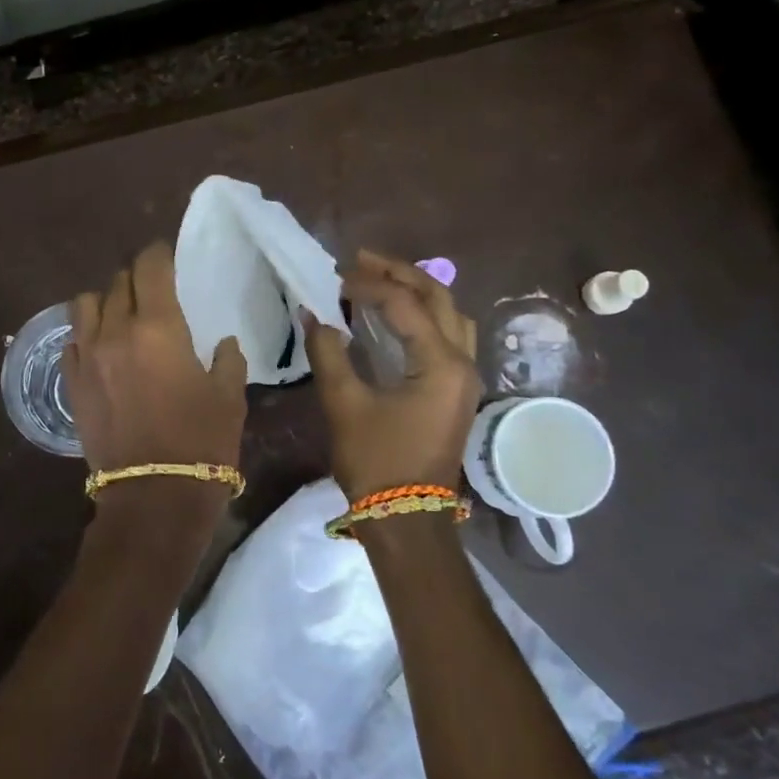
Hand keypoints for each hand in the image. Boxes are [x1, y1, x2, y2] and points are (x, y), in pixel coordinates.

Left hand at [63, 241, 247, 482]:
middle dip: (138, 277)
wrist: (153, 495)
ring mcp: (87, 356)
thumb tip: (223, 344)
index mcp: (159, 327)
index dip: (159, 253)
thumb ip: (228, 360)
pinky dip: (87, 332)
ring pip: (86, 304)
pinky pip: (72, 339)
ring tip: (122, 313)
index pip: (151, 267)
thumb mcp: (229, 397)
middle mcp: (116, 332)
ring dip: (106, 300)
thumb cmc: (201, 443)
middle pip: (119, 282)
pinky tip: (102, 346)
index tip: (166, 254)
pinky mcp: (71, 382)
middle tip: (153, 288)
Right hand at [304, 250, 482, 501]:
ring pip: (449, 314)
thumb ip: (328, 353)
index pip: (404, 305)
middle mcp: (463, 362)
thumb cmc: (376, 461)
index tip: (334, 279)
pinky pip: (448, 335)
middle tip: (360, 260)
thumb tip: (312, 315)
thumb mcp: (345, 404)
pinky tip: (396, 316)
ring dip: (417, 290)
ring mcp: (465, 377)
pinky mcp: (456, 389)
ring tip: (380, 280)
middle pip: (438, 297)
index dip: (367, 285)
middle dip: (399, 273)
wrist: (406, 517)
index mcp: (441, 363)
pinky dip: (423, 315)